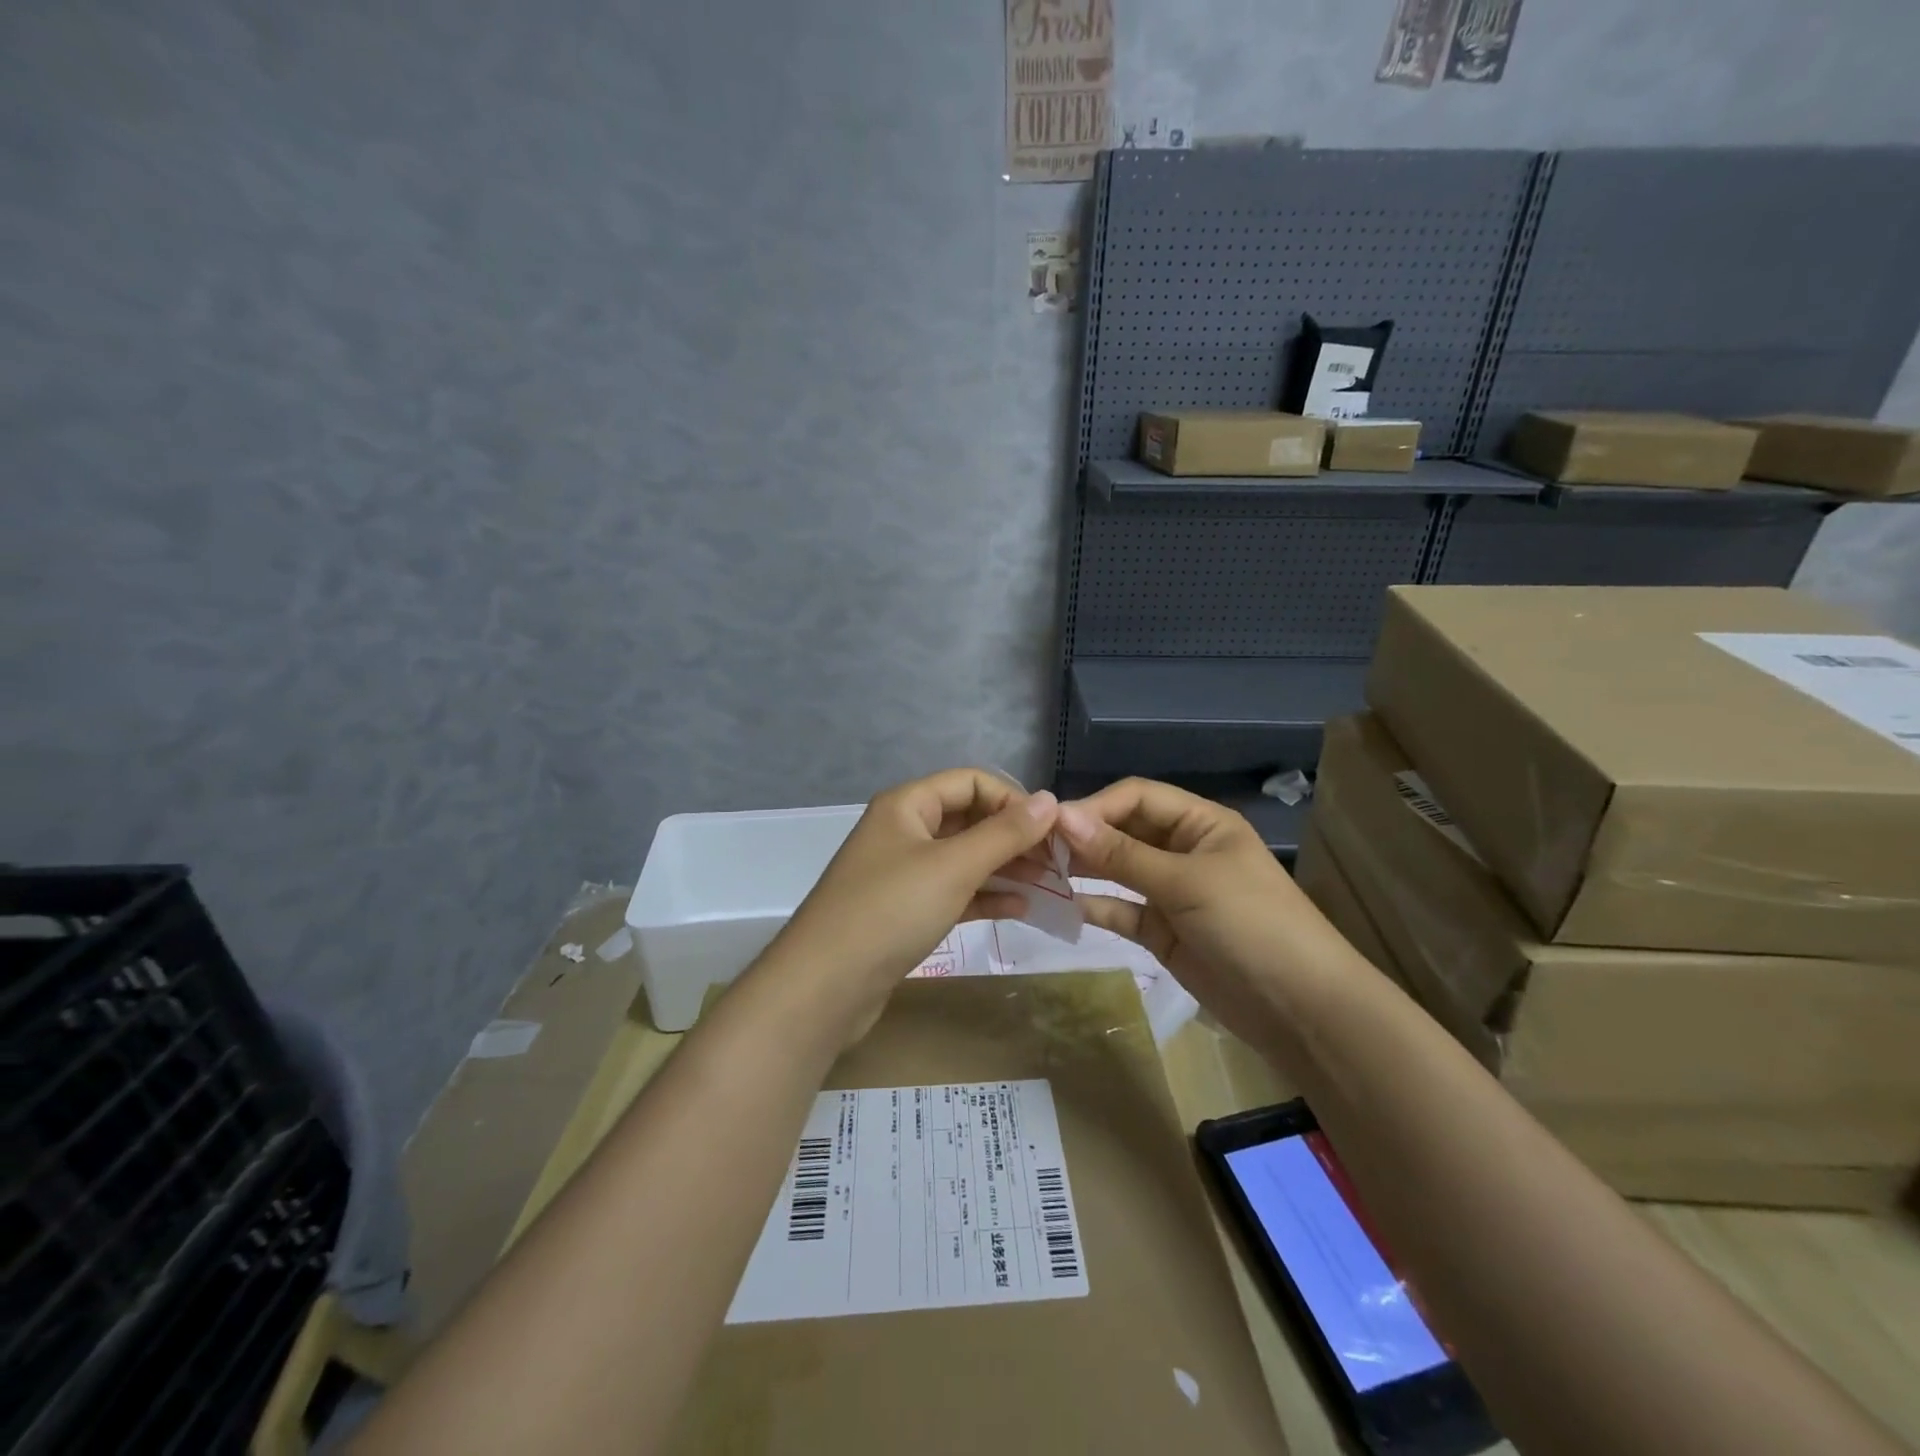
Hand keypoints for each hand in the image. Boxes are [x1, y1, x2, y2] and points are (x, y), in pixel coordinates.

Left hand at [763, 769, 1060, 1035]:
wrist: (824, 987)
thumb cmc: (890, 911)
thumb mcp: (953, 866)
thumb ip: (1005, 833)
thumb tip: (1050, 800)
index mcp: (907, 805)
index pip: (971, 782)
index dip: (1012, 800)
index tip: (1051, 831)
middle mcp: (904, 830)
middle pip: (969, 819)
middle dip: (1013, 836)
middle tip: (1057, 862)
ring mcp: (903, 873)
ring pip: (964, 858)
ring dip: (1005, 868)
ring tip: (1048, 885)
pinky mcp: (905, 911)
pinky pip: (954, 892)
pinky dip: (985, 896)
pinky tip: (1020, 908)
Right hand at [1056, 779, 1348, 1043]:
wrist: (1301, 1009)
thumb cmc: (1251, 925)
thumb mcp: (1186, 882)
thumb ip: (1121, 853)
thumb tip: (1062, 817)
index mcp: (1200, 823)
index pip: (1137, 797)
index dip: (1095, 806)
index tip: (1051, 825)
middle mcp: (1183, 850)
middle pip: (1123, 831)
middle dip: (1083, 837)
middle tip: (1033, 849)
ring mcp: (1172, 892)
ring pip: (1117, 871)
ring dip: (1082, 870)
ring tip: (1037, 873)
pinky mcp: (1162, 931)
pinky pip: (1121, 910)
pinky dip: (1093, 906)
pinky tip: (1059, 906)